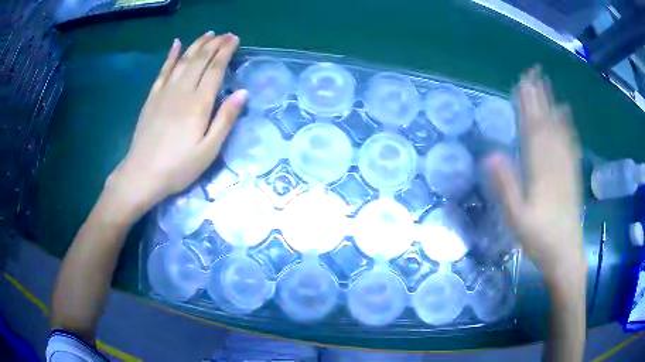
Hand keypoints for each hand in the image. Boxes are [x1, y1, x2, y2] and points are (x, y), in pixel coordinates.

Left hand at [106, 32, 247, 217]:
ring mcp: (164, 92)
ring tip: (208, 34)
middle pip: (200, 60)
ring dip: (197, 45)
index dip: (226, 52)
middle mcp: (182, 91)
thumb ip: (225, 119)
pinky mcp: (152, 98)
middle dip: (214, 44)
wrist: (142, 174)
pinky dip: (170, 56)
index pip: (215, 69)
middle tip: (226, 34)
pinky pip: (163, 71)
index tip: (235, 39)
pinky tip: (176, 44)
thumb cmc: (178, 167)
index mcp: (199, 103)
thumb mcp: (209, 150)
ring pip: (183, 60)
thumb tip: (243, 93)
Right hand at [487, 67, 584, 283]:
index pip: (532, 130)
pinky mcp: (573, 175)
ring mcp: (566, 168)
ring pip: (559, 129)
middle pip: (546, 124)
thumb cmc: (540, 241)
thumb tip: (491, 154)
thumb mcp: (517, 219)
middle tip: (532, 73)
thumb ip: (506, 187)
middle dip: (538, 97)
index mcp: (540, 171)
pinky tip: (566, 113)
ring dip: (551, 105)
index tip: (520, 83)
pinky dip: (567, 125)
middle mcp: (555, 163)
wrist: (566, 256)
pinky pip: (571, 144)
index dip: (526, 105)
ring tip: (546, 84)